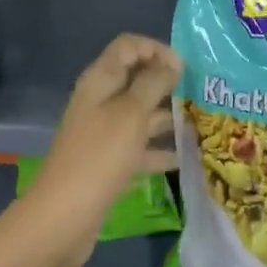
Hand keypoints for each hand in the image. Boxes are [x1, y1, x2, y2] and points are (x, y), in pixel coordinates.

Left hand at [2, 34, 180, 266]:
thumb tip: (173, 61)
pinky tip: (187, 157)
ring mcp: (105, 134)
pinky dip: (161, 149)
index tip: (184, 69)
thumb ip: (154, 83)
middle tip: (202, 93)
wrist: (62, 220)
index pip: (129, 46)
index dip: (156, 49)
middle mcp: (101, 102)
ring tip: (204, 122)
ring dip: (169, 116)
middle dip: (168, 83)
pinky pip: (140, 147)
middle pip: (137, 79)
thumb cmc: (99, 157)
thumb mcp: (130, 114)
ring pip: (142, 114)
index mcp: (100, 81)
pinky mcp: (110, 163)